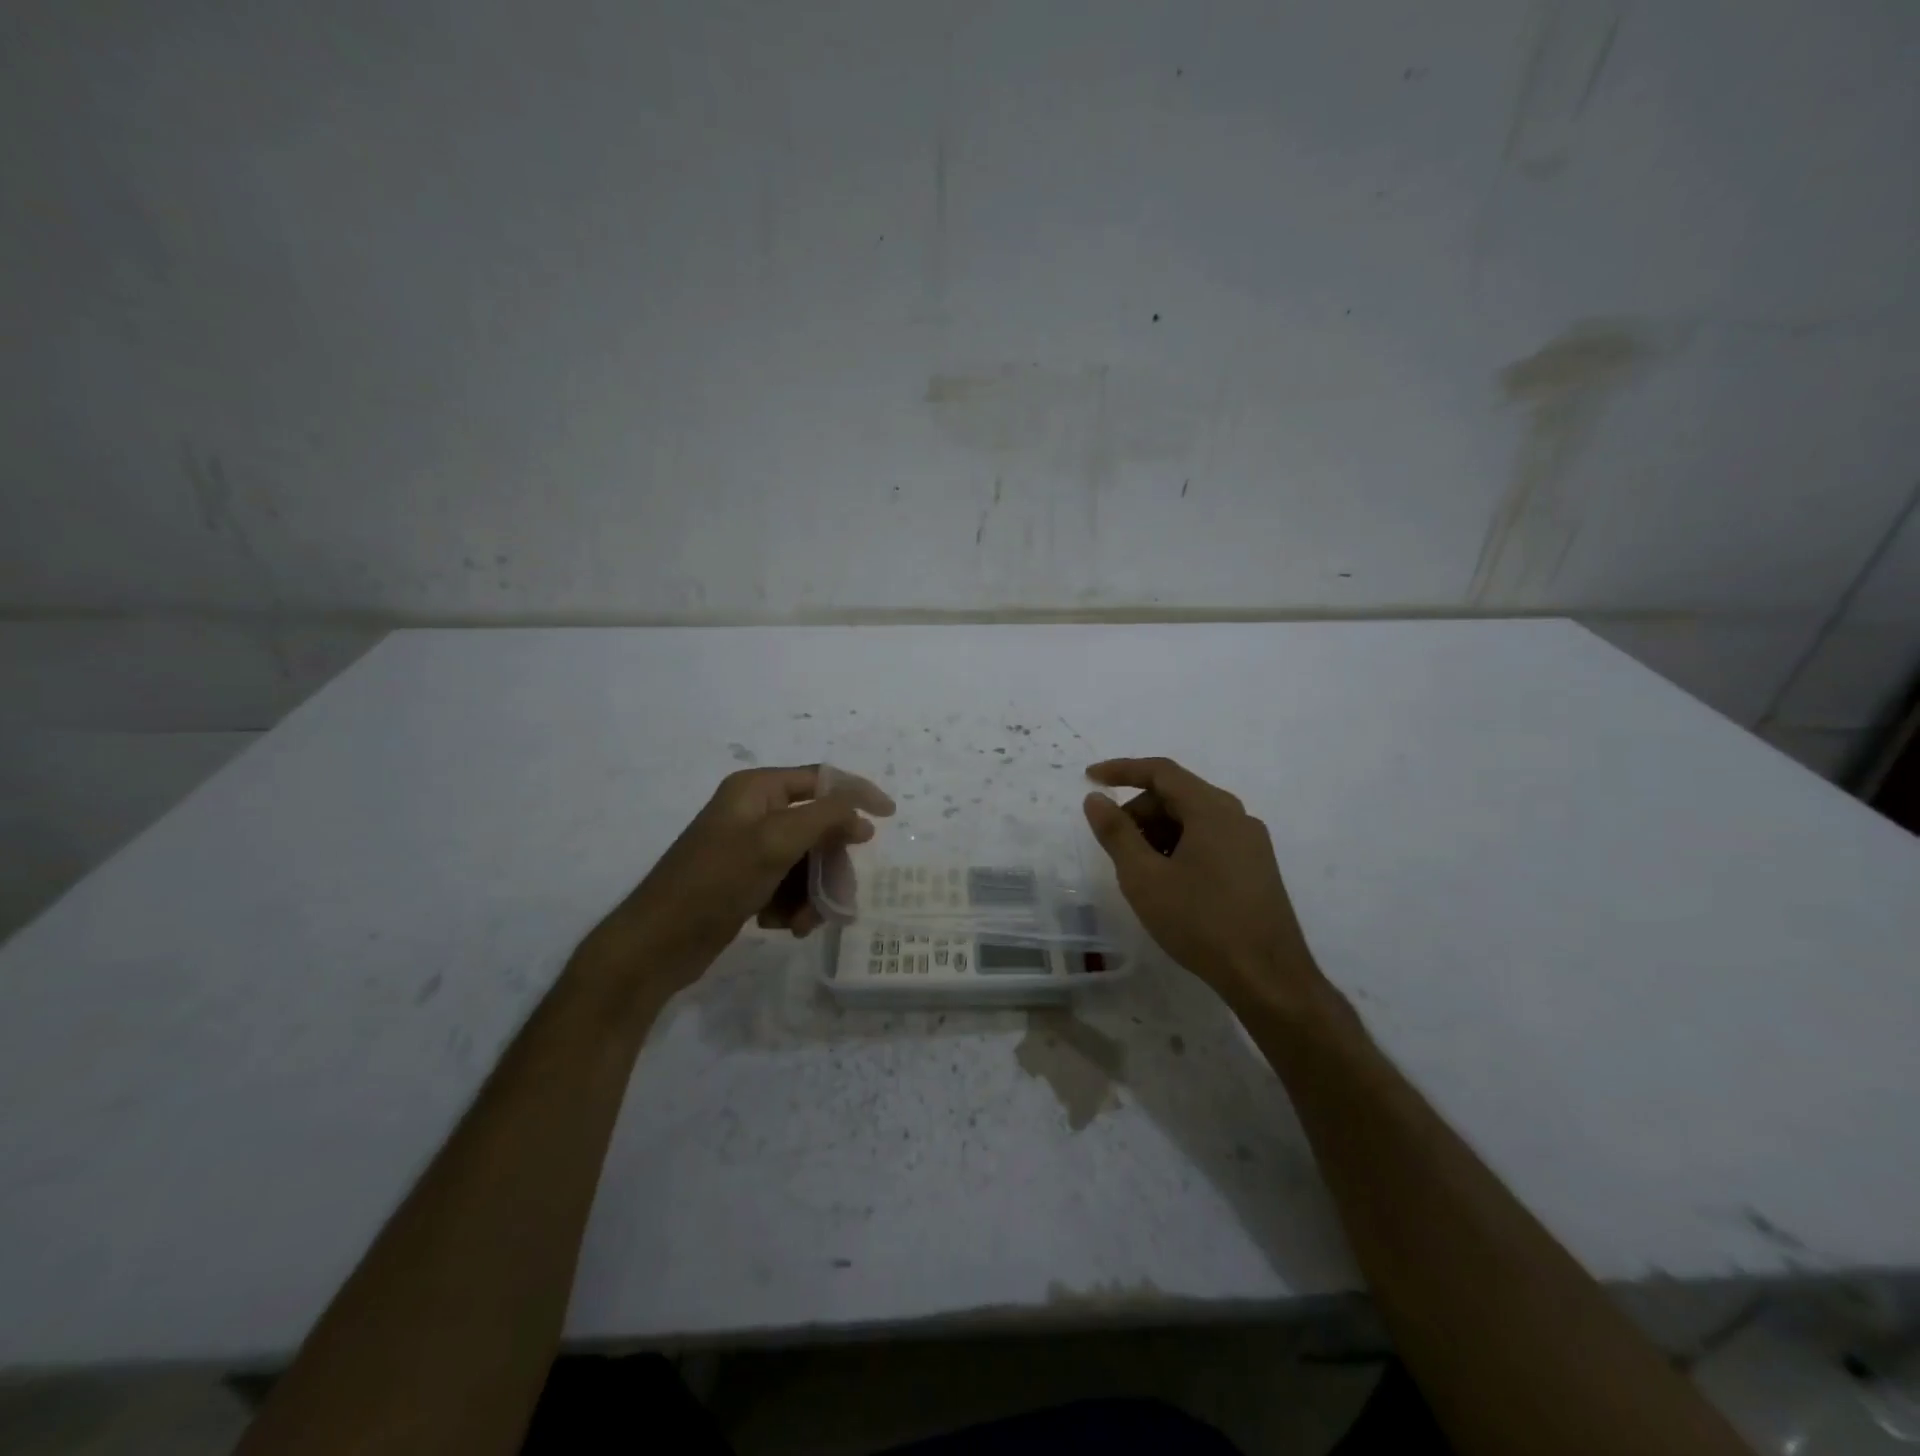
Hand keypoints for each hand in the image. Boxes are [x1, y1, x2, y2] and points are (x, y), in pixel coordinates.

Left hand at [582, 766, 893, 993]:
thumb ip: (825, 818)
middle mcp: (753, 812)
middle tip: (838, 894)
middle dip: (829, 864)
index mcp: (756, 789)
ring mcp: (748, 848)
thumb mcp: (776, 842)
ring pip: (806, 862)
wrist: (657, 944)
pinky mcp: (744, 881)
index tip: (889, 816)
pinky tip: (783, 926)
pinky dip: (793, 905)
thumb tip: (862, 815)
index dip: (857, 794)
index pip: (821, 779)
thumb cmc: (716, 882)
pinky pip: (787, 885)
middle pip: (817, 827)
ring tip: (803, 922)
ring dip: (813, 892)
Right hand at [1082, 757, 1319, 1005]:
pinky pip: (1210, 841)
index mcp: (1212, 809)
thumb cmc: (1200, 922)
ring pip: (1194, 820)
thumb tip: (1096, 799)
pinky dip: (1180, 848)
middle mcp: (1236, 816)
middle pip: (1177, 795)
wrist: (1268, 977)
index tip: (1090, 779)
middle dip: (1139, 812)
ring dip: (1158, 833)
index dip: (1121, 770)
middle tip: (1114, 845)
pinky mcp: (1256, 868)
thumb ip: (1117, 833)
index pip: (1161, 771)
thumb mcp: (1144, 877)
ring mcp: (1251, 843)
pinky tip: (1168, 884)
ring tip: (1139, 871)